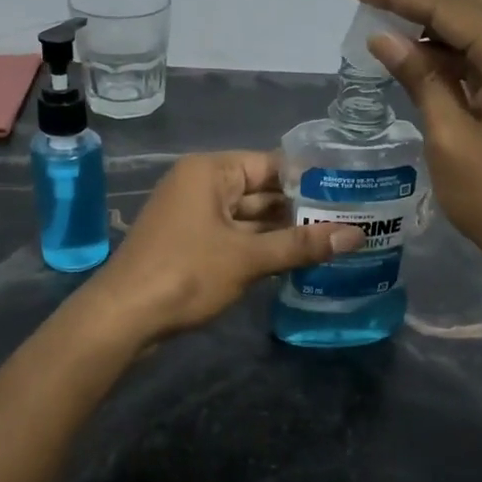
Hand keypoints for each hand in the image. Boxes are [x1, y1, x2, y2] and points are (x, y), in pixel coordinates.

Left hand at [84, 151, 363, 342]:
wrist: (124, 317)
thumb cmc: (186, 273)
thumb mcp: (248, 258)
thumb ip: (302, 245)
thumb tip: (357, 235)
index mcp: (211, 171)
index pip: (271, 164)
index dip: (309, 178)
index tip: (349, 191)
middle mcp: (202, 185)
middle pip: (261, 191)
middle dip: (300, 209)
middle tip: (351, 218)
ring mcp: (194, 216)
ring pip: (250, 218)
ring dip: (284, 231)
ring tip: (334, 239)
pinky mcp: (191, 245)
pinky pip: (236, 237)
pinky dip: (262, 247)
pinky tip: (297, 259)